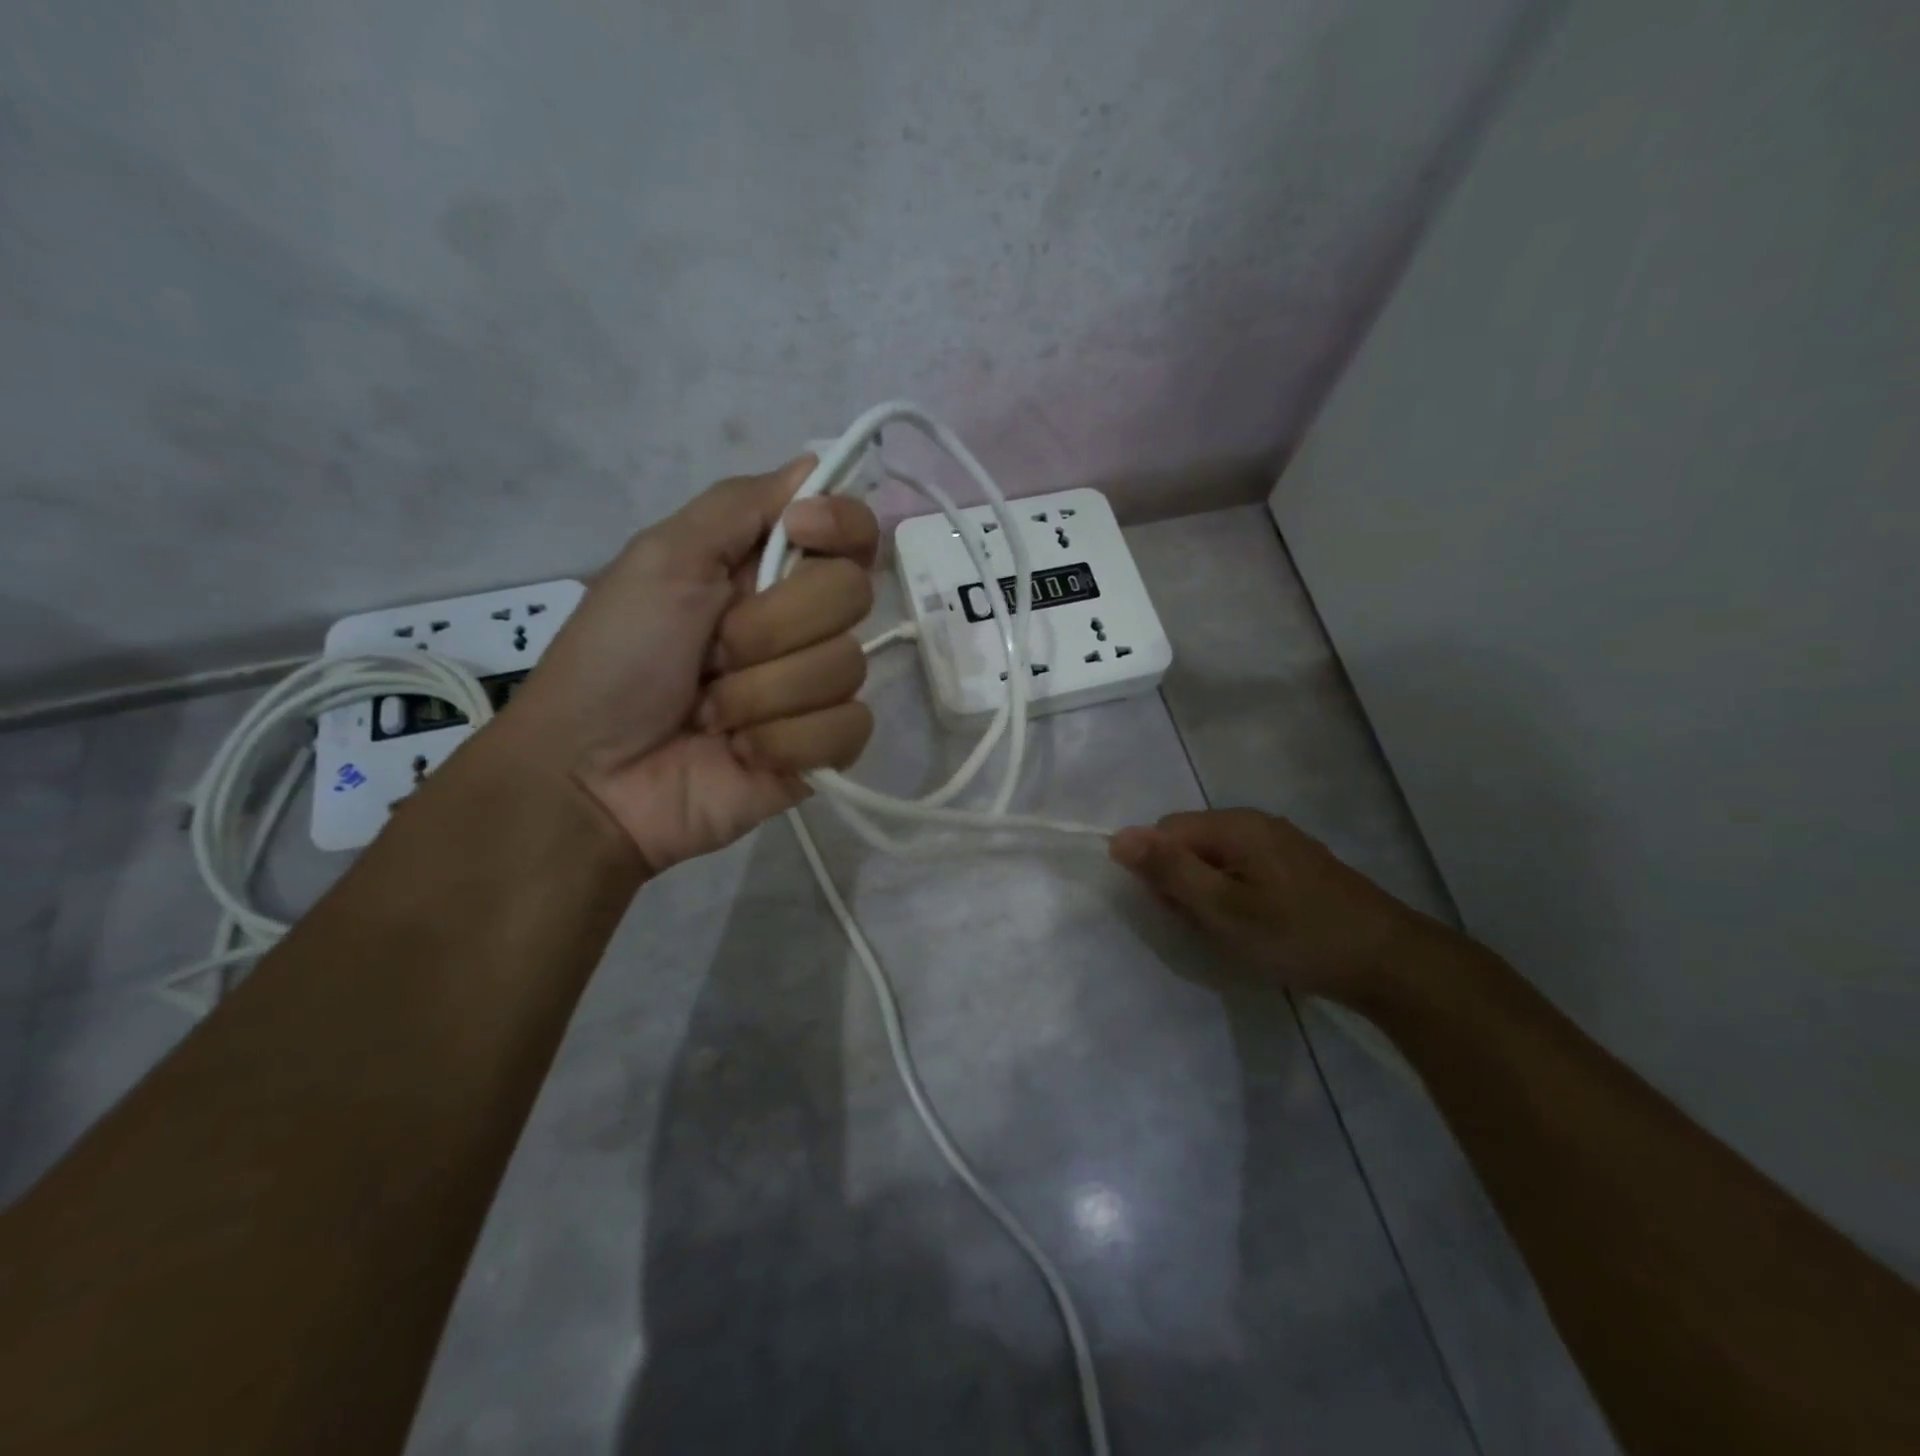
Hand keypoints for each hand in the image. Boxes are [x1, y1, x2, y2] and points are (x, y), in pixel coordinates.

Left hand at [508, 456, 877, 873]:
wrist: (590, 774)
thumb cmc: (615, 657)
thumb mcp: (662, 559)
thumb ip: (740, 505)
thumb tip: (815, 463)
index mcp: (768, 570)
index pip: (854, 532)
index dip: (842, 526)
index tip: (800, 532)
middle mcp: (802, 624)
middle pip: (852, 596)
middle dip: (769, 627)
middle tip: (710, 655)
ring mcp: (815, 690)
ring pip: (846, 668)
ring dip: (761, 694)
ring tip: (710, 715)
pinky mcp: (822, 751)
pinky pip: (848, 730)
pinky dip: (786, 742)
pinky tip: (741, 753)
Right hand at [1109, 810, 1430, 999]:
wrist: (1389, 963)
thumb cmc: (1297, 935)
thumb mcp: (1222, 909)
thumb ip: (1169, 870)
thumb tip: (1117, 836)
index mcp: (1235, 825)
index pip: (1165, 831)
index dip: (1159, 871)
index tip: (1179, 911)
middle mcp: (1256, 823)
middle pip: (1190, 842)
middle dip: (1184, 882)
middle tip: (1208, 925)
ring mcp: (1281, 843)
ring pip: (1216, 859)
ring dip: (1209, 893)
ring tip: (1233, 930)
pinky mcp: (1297, 866)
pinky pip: (1243, 869)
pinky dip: (1236, 895)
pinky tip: (1258, 926)